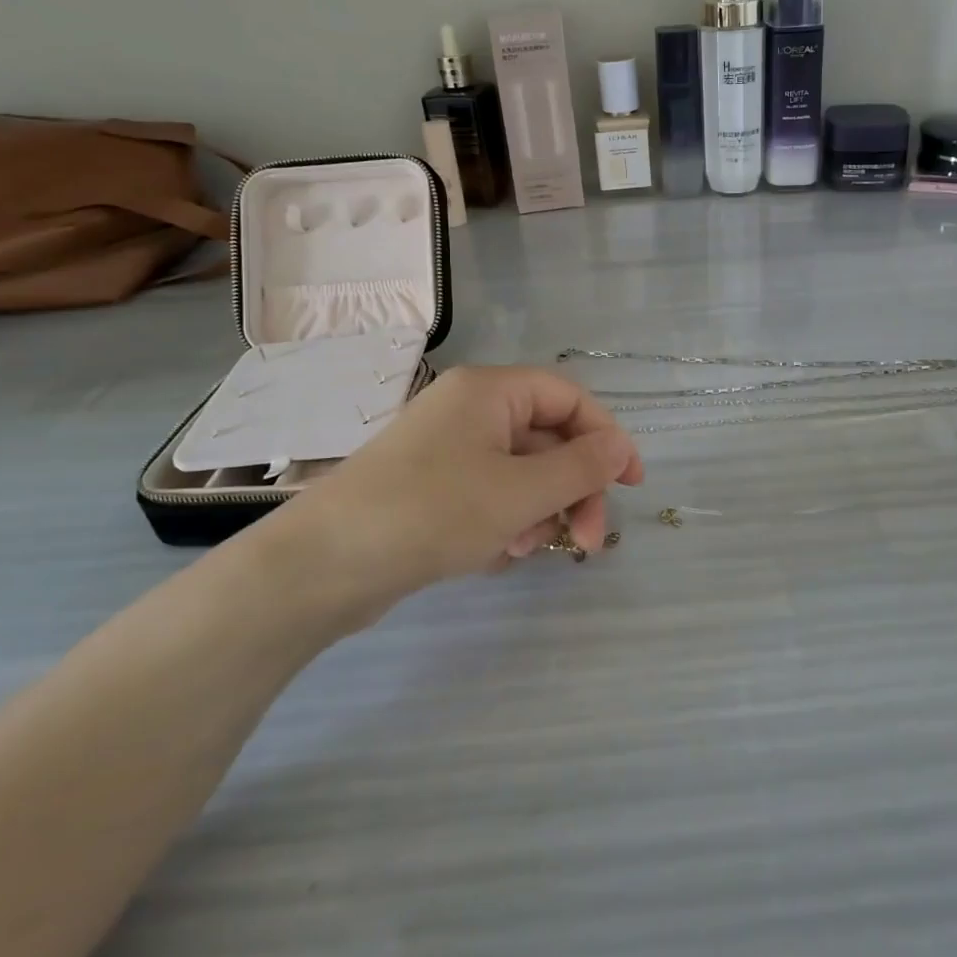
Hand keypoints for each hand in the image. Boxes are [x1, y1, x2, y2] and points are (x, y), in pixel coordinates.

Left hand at [255, 366, 643, 625]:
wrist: (323, 565)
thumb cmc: (432, 512)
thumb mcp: (520, 491)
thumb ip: (581, 467)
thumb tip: (622, 448)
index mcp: (490, 391)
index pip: (570, 398)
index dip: (607, 438)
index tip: (633, 485)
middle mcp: (469, 410)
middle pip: (548, 438)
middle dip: (574, 489)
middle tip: (587, 541)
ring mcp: (446, 449)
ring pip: (521, 471)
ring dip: (540, 510)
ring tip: (527, 550)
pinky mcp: (430, 486)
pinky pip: (489, 493)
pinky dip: (505, 520)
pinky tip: (496, 554)